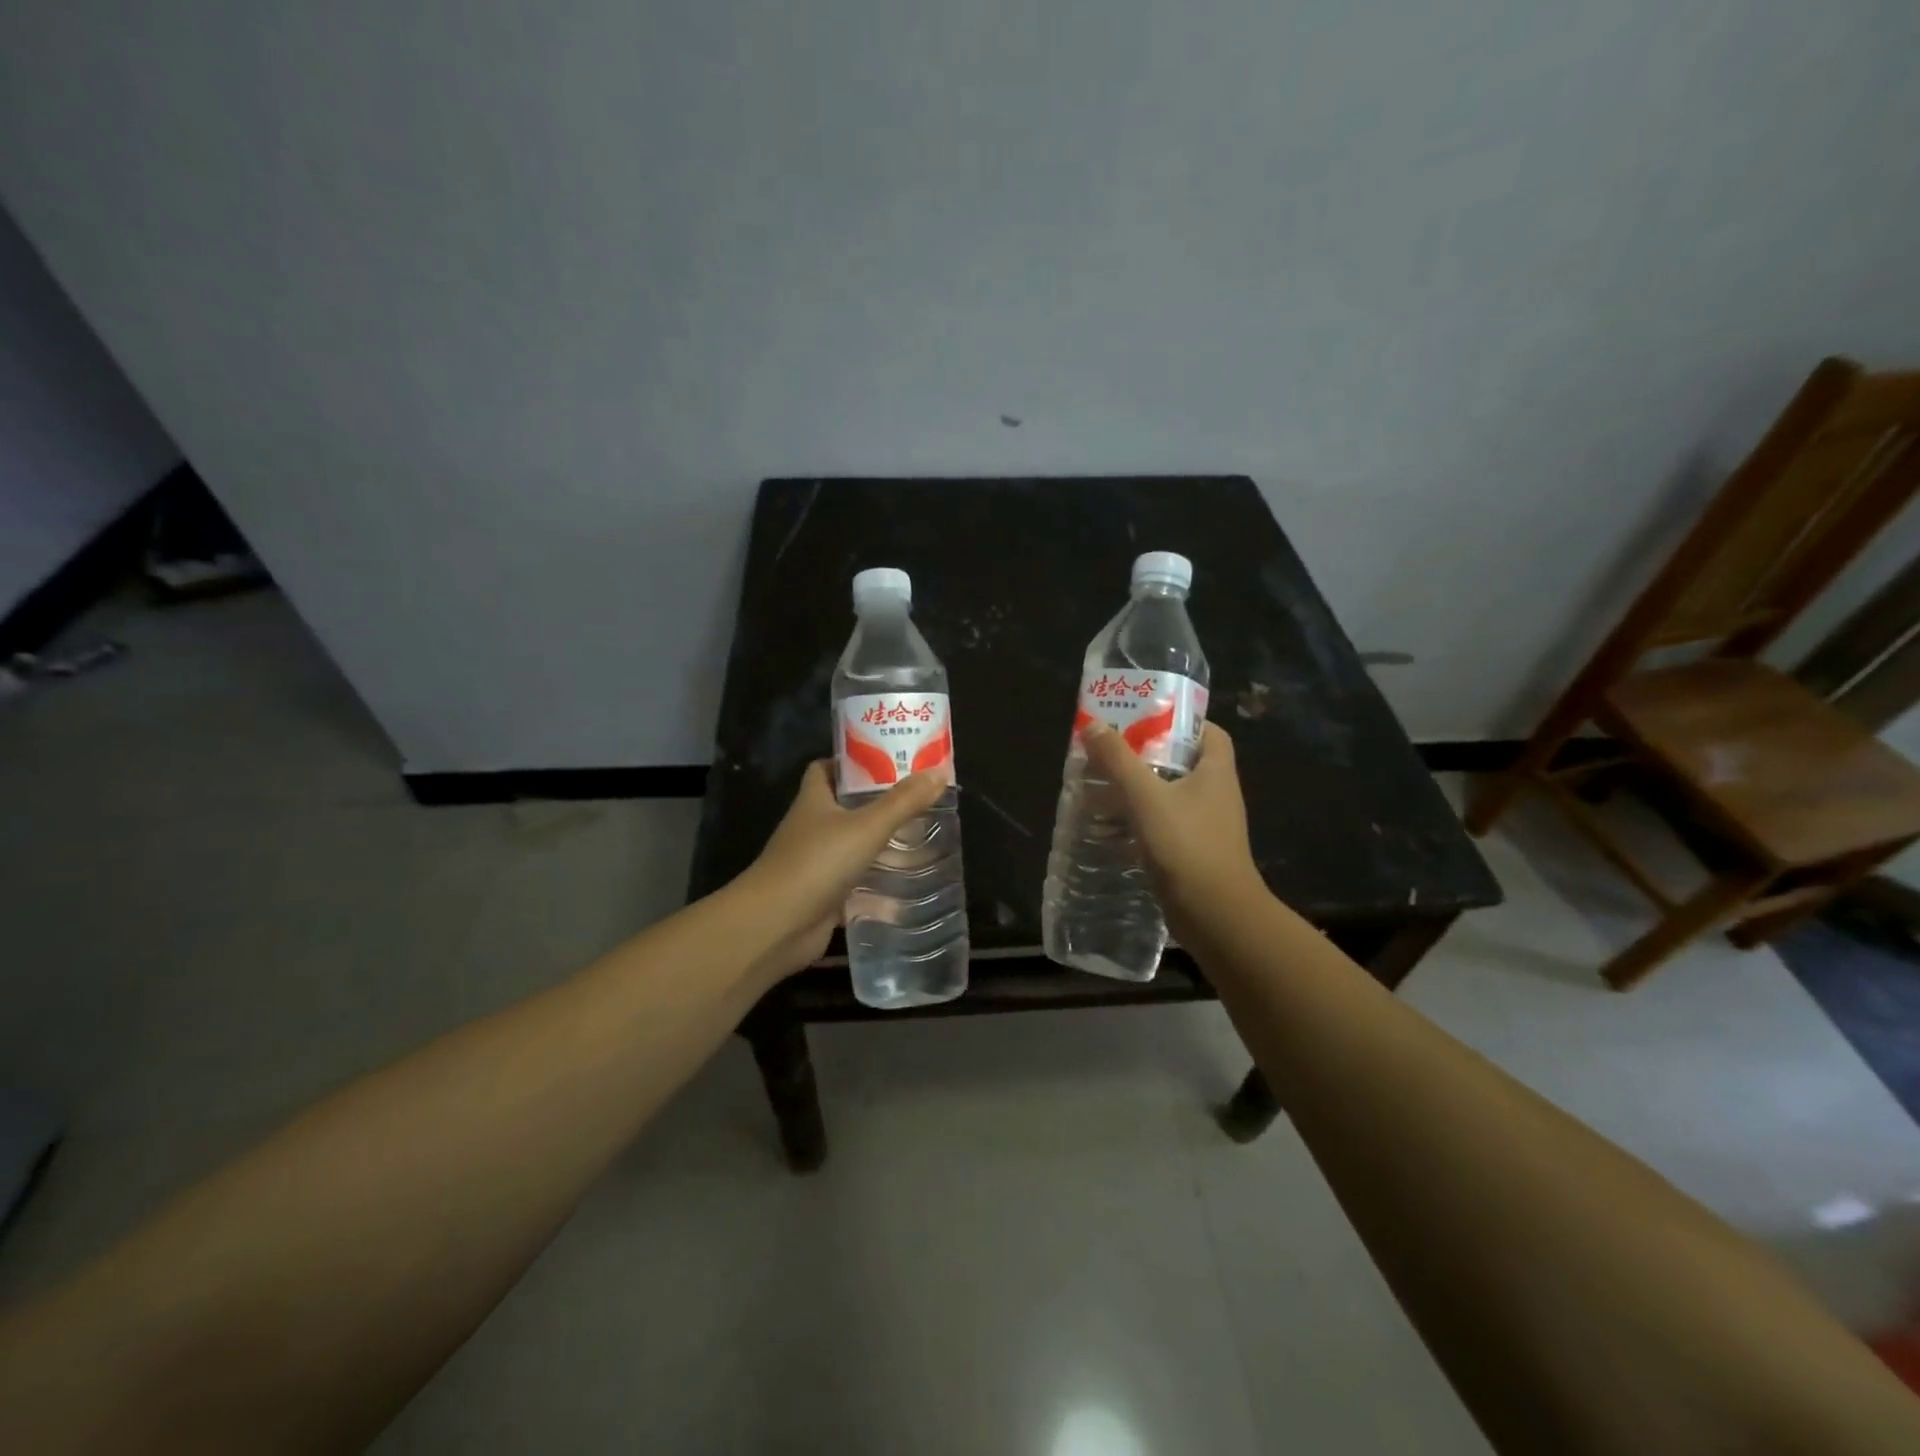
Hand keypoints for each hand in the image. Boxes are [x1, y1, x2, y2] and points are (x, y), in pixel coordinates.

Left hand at [736, 762, 946, 978]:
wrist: (775, 925)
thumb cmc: (817, 863)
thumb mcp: (867, 826)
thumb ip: (904, 801)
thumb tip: (939, 772)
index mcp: (814, 801)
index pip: (827, 769)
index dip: (852, 763)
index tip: (887, 761)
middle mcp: (812, 829)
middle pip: (846, 810)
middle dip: (879, 807)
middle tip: (918, 804)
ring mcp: (815, 866)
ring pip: (853, 850)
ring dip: (882, 850)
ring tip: (922, 845)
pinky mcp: (823, 899)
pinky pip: (856, 889)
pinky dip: (878, 893)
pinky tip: (908, 895)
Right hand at [1083, 720, 1264, 941]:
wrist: (1216, 916)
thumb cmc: (1186, 845)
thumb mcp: (1146, 796)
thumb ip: (1118, 760)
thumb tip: (1093, 724)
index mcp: (1216, 772)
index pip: (1208, 732)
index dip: (1180, 721)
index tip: (1144, 719)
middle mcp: (1216, 795)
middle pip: (1181, 763)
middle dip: (1145, 757)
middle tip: (1109, 753)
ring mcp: (1206, 827)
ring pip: (1168, 797)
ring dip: (1136, 792)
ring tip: (1099, 788)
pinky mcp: (1192, 854)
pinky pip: (1162, 827)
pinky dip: (1137, 824)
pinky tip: (1107, 830)